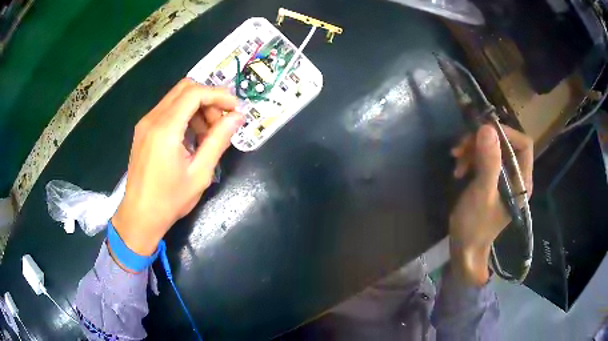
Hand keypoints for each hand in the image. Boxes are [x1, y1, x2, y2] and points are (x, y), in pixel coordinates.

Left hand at [112, 79, 243, 255]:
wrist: (139, 216)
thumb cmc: (170, 200)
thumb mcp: (200, 173)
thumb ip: (218, 140)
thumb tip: (238, 117)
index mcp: (165, 129)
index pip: (195, 93)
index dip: (219, 95)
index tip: (236, 109)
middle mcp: (152, 118)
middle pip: (185, 88)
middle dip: (208, 99)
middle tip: (221, 122)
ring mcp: (145, 123)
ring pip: (176, 97)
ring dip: (197, 107)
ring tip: (207, 135)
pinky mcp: (143, 130)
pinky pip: (167, 110)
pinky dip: (184, 115)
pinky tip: (191, 138)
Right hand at [449, 124, 532, 285]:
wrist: (464, 248)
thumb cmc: (475, 225)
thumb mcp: (482, 194)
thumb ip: (489, 162)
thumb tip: (487, 128)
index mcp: (521, 181)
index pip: (523, 144)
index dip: (506, 133)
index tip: (483, 133)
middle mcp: (516, 176)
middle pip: (505, 144)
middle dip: (483, 141)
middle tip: (461, 146)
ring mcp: (503, 178)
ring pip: (492, 149)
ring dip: (473, 149)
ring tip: (456, 159)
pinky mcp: (491, 180)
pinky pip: (483, 158)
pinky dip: (470, 158)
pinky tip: (459, 168)